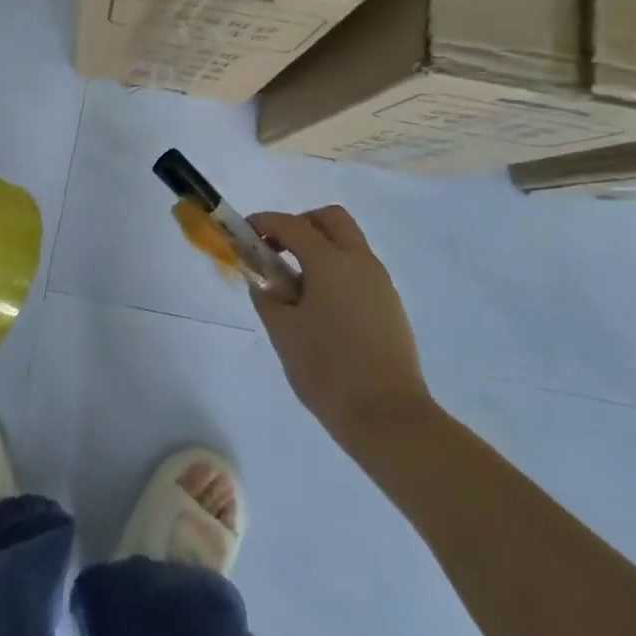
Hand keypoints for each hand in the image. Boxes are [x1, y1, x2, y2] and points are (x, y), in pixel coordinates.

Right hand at [246, 206, 432, 449]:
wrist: (388, 417)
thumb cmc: (327, 369)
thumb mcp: (283, 331)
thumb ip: (267, 296)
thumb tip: (264, 280)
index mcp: (330, 261)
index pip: (292, 224)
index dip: (264, 223)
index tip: (245, 233)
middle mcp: (360, 262)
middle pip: (330, 219)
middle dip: (300, 224)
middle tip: (277, 250)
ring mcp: (380, 283)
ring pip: (348, 244)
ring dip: (320, 248)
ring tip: (296, 286)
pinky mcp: (391, 306)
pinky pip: (359, 271)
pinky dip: (336, 271)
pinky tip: (321, 308)